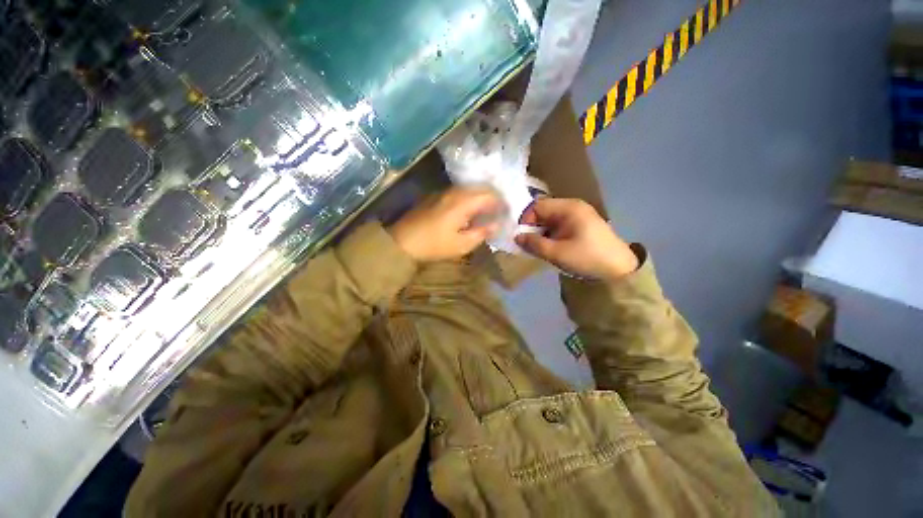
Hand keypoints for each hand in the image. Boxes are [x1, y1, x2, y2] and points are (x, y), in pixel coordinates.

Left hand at [389, 187, 501, 261]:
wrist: (402, 241)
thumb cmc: (434, 245)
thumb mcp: (461, 245)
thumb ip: (482, 233)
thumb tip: (497, 225)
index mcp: (463, 202)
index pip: (489, 195)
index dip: (501, 202)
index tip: (508, 212)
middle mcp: (454, 192)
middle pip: (480, 188)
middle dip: (493, 197)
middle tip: (500, 211)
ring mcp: (444, 192)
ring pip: (469, 189)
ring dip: (481, 197)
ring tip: (487, 211)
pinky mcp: (436, 196)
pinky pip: (459, 192)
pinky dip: (470, 198)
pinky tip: (470, 211)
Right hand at [515, 198, 638, 280]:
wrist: (619, 270)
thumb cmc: (587, 258)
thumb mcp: (556, 253)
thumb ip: (534, 244)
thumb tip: (516, 237)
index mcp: (568, 208)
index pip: (537, 206)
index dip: (526, 220)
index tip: (522, 237)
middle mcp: (573, 207)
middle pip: (543, 211)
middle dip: (533, 227)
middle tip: (528, 244)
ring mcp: (578, 215)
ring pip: (550, 219)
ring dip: (541, 232)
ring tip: (539, 248)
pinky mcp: (581, 225)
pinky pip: (559, 225)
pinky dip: (550, 235)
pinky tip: (550, 247)